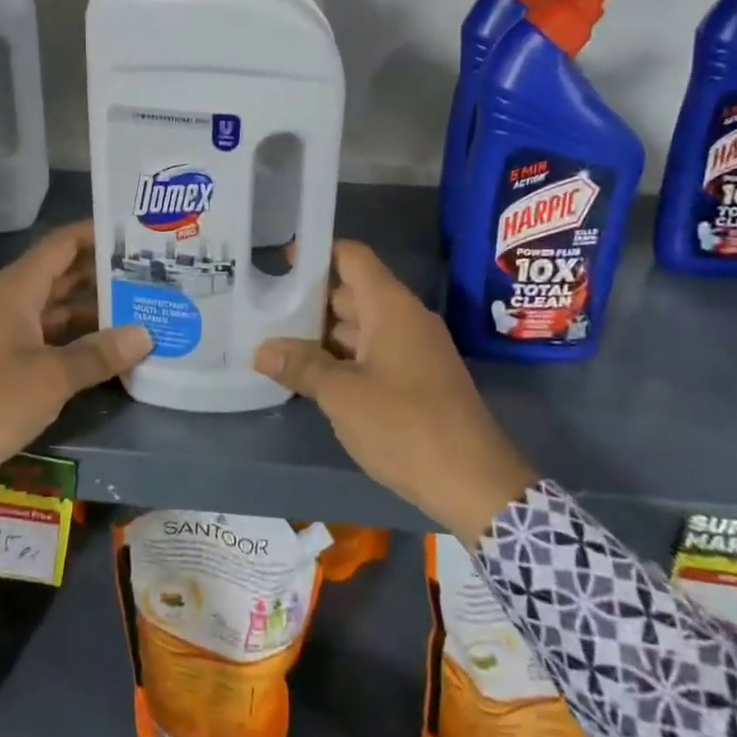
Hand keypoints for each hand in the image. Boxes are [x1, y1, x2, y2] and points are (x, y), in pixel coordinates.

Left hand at [0, 220, 150, 488]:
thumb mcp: (50, 378)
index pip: (63, 244)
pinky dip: (78, 342)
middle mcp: (12, 303)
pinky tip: (110, 353)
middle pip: (64, 276)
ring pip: (59, 311)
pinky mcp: (5, 364)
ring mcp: (7, 334)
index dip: (97, 233)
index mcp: (18, 290)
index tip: (136, 232)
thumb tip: (145, 334)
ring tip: (143, 312)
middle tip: (153, 275)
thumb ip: (98, 354)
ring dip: (96, 312)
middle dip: (105, 274)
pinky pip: (50, 339)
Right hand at [254, 240, 535, 545]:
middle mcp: (405, 319)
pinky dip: (343, 358)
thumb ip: (302, 367)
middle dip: (309, 300)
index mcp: (390, 307)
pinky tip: (312, 376)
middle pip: (351, 293)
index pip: (351, 257)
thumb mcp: (342, 395)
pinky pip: (373, 354)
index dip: (316, 253)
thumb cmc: (405, 426)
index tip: (279, 261)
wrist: (474, 483)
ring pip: (360, 327)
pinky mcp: (417, 379)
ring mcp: (414, 350)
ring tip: (276, 343)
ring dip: (322, 335)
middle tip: (262, 308)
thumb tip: (262, 350)